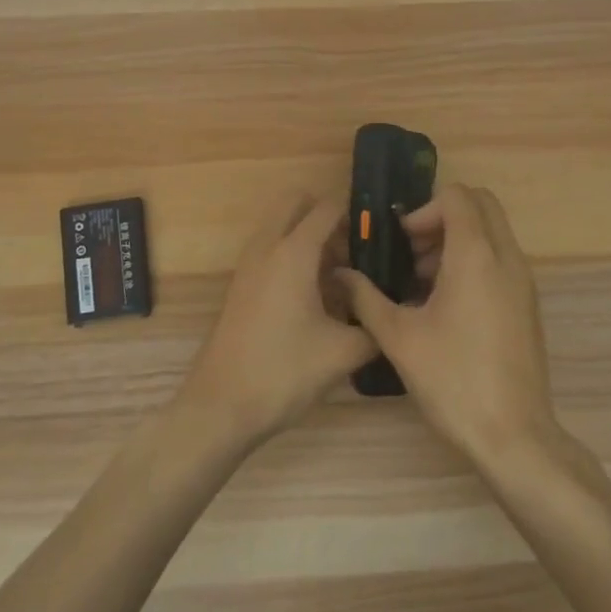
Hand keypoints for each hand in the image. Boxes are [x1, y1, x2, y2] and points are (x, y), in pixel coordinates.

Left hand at [176, 193, 376, 448]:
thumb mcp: (343, 353)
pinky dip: (293, 255)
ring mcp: (248, 265)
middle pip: (296, 203)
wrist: (220, 408)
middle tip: (355, 249)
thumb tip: (390, 315)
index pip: (327, 208)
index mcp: (293, 252)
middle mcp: (267, 247)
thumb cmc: (283, 372)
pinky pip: (271, 250)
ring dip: (309, 237)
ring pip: (281, 226)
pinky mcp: (241, 285)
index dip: (357, 214)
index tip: (383, 233)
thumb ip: (374, 327)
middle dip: (327, 216)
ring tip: (342, 275)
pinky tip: (317, 296)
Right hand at [337, 184, 560, 468]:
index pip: (458, 196)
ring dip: (457, 240)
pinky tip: (444, 305)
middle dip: (443, 217)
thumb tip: (341, 275)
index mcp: (476, 255)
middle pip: (481, 205)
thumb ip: (366, 298)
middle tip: (412, 252)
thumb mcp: (399, 338)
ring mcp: (523, 281)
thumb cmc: (453, 380)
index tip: (403, 242)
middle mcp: (507, 258)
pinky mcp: (527, 303)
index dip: (425, 209)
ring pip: (492, 232)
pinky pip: (500, 259)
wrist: (514, 435)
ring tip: (421, 283)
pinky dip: (474, 261)